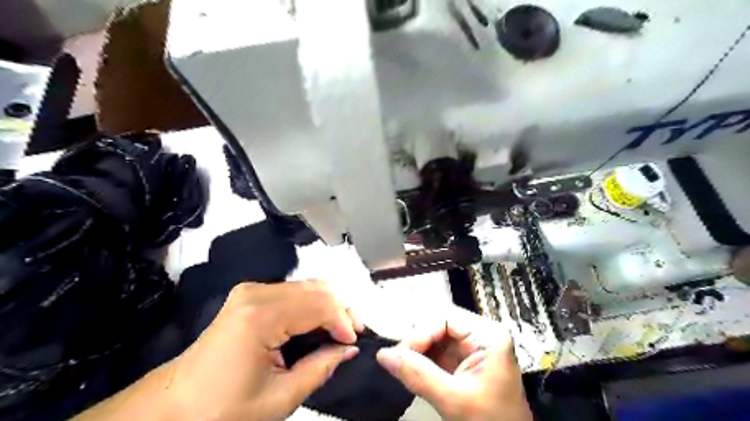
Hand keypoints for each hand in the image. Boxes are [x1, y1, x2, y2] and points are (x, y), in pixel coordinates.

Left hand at [163, 279, 360, 420]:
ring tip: (339, 330)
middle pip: (316, 288)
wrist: (173, 406)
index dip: (343, 320)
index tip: (355, 341)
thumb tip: (349, 348)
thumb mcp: (279, 398)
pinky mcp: (249, 294)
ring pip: (307, 286)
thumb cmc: (222, 410)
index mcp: (260, 317)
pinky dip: (312, 305)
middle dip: (340, 310)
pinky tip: (318, 324)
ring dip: (328, 306)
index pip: (319, 304)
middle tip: (352, 335)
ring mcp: (251, 290)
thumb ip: (321, 368)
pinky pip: (293, 291)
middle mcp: (256, 293)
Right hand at [375, 305, 532, 420]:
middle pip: (438, 325)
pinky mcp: (461, 362)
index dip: (421, 333)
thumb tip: (383, 355)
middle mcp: (479, 335)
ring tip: (400, 365)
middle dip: (416, 342)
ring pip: (434, 338)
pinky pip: (435, 353)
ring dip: (416, 351)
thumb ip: (419, 376)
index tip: (400, 354)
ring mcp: (470, 349)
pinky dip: (420, 361)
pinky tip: (409, 370)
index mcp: (487, 336)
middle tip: (396, 360)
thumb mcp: (454, 400)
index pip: (445, 319)